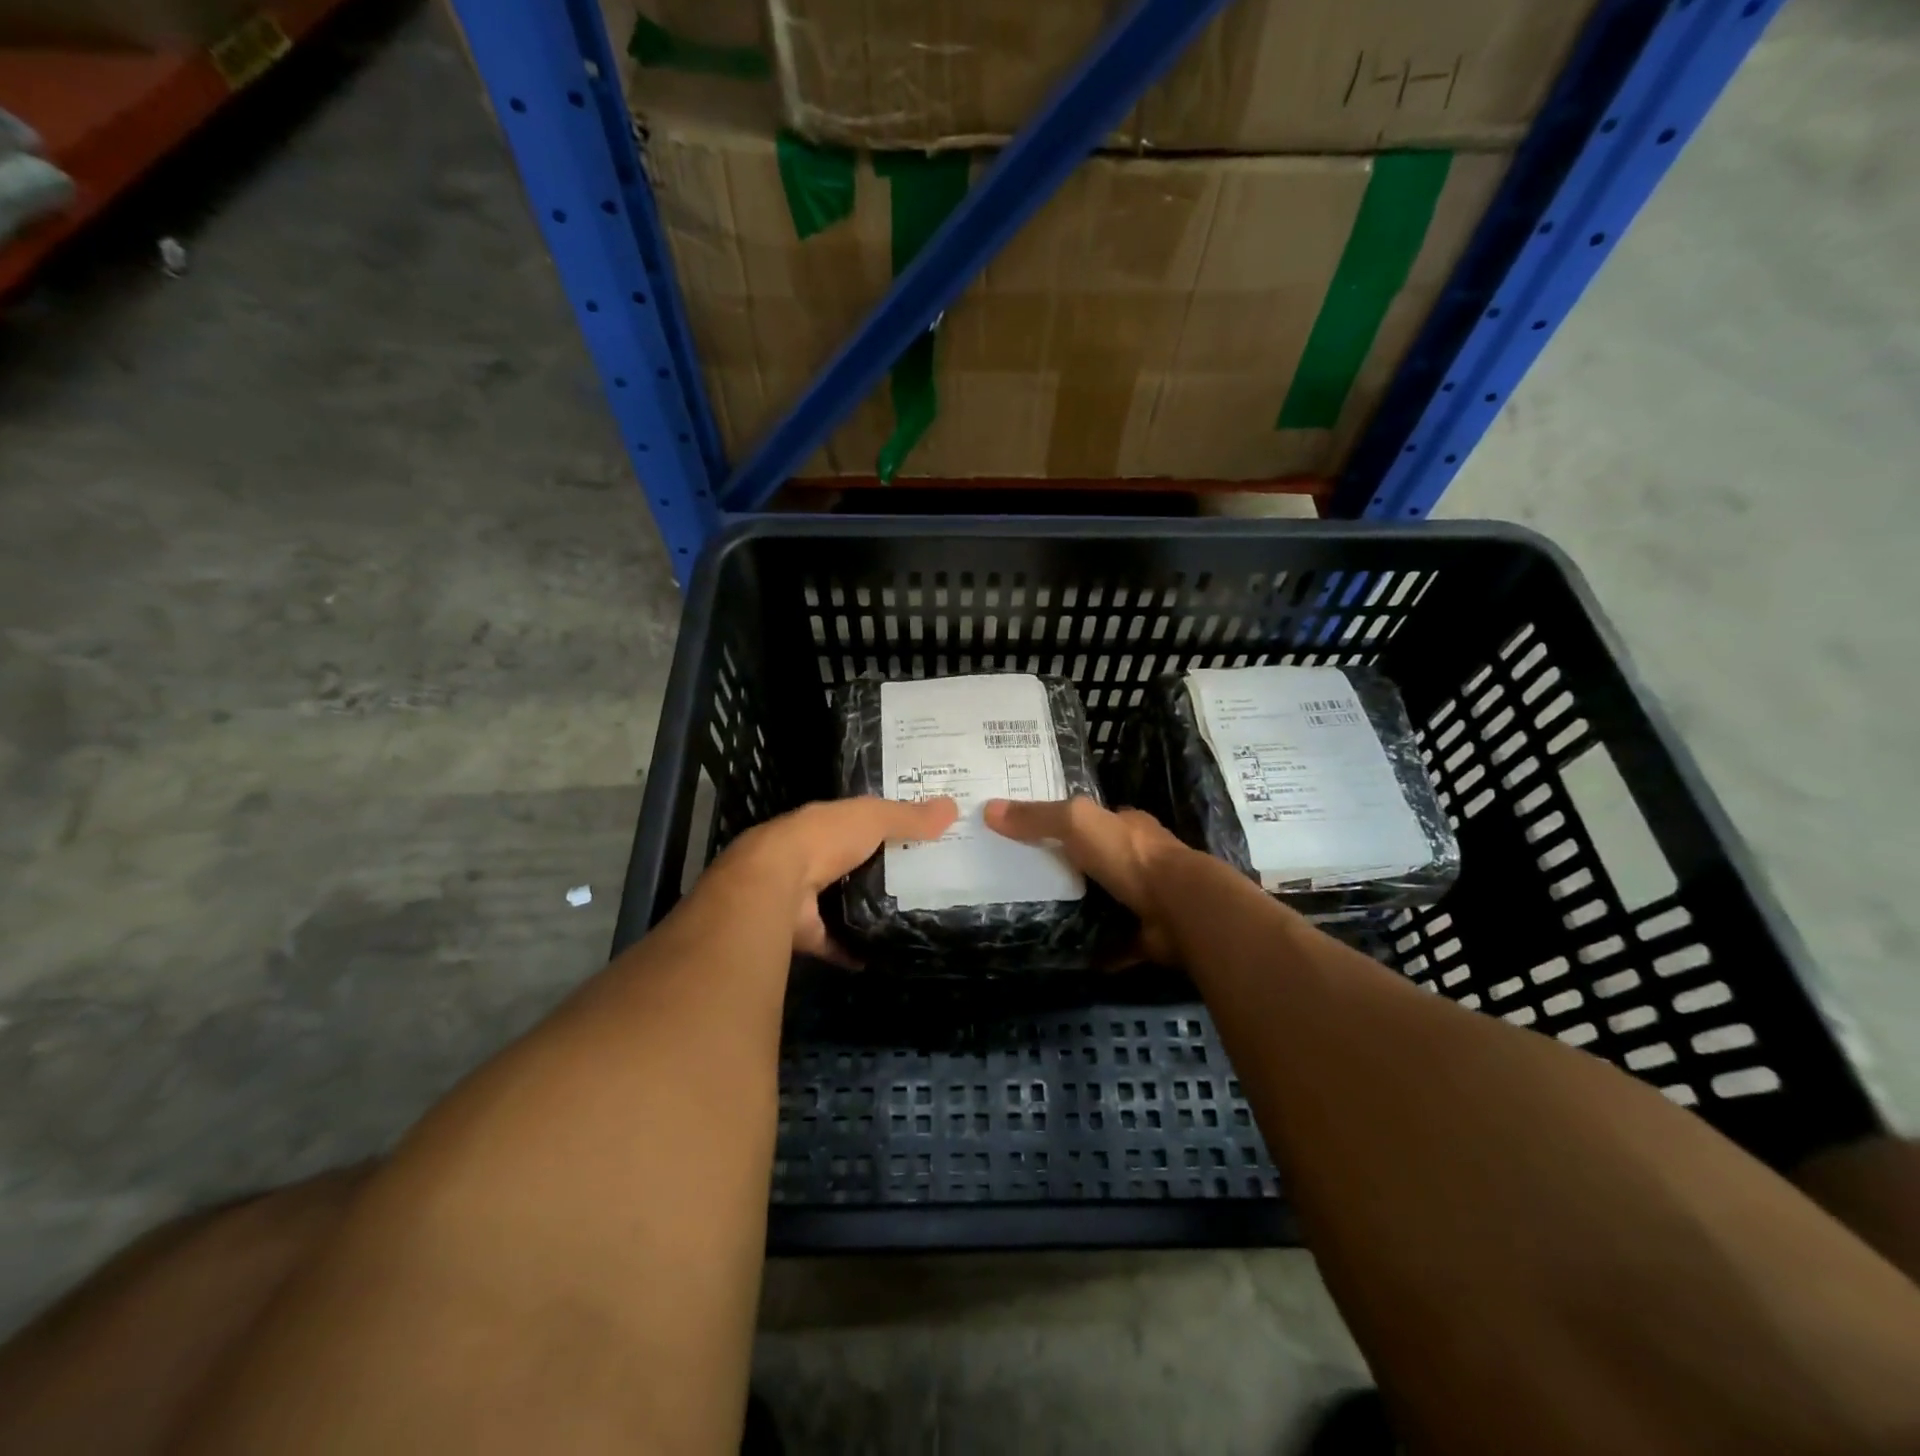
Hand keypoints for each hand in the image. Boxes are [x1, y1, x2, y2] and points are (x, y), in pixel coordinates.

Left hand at [716, 796, 957, 959]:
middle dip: (879, 871)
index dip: (886, 825)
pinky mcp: (804, 932)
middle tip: (924, 881)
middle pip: (852, 864)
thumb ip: (909, 816)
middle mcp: (811, 858)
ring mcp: (805, 897)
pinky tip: (884, 955)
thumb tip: (953, 807)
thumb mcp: (873, 818)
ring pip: (842, 902)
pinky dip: (855, 950)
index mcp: (824, 825)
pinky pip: (835, 943)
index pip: (858, 821)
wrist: (775, 884)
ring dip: (867, 910)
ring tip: (910, 917)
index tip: (918, 835)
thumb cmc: (825, 839)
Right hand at [983, 797, 1188, 964]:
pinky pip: (1114, 941)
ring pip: (1105, 901)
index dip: (1063, 825)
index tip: (1029, 837)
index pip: (1092, 821)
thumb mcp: (1076, 823)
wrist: (1179, 908)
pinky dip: (1096, 947)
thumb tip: (989, 809)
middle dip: (1068, 870)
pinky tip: (1066, 953)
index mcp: (1126, 826)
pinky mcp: (1147, 934)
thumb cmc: (1128, 855)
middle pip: (1096, 862)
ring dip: (1080, 909)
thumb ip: (1037, 817)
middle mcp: (1139, 859)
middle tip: (1024, 881)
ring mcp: (1146, 898)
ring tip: (1036, 917)